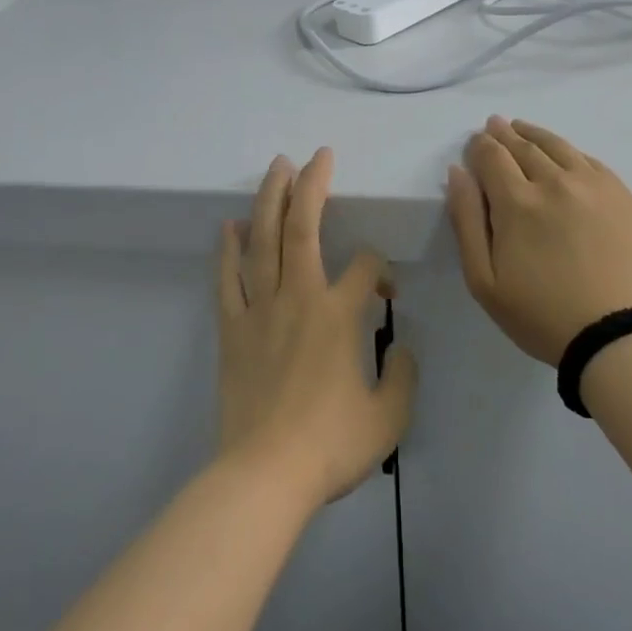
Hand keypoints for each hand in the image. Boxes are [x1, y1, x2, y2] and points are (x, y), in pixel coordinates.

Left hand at [217, 148, 417, 505]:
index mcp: (338, 313)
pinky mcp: (232, 328)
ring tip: (276, 168)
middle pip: (303, 226)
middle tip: (316, 155)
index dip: (380, 269)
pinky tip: (230, 225)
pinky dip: (228, 249)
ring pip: (263, 240)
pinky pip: (228, 278)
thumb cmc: (330, 445)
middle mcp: (298, 296)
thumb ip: (403, 375)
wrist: (264, 476)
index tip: (386, 293)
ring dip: (270, 199)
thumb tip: (400, 347)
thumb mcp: (388, 417)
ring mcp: (260, 308)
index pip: (365, 265)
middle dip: (312, 185)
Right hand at [447, 117, 631, 365]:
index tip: (474, 145)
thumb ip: (465, 220)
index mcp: (517, 201)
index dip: (479, 146)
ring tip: (521, 127)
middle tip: (494, 125)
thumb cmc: (540, 315)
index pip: (491, 155)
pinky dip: (568, 151)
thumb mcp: (483, 280)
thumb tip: (457, 172)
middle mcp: (554, 181)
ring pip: (557, 145)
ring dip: (534, 134)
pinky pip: (589, 160)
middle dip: (503, 134)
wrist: (616, 337)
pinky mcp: (621, 194)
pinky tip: (562, 154)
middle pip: (522, 145)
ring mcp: (592, 184)